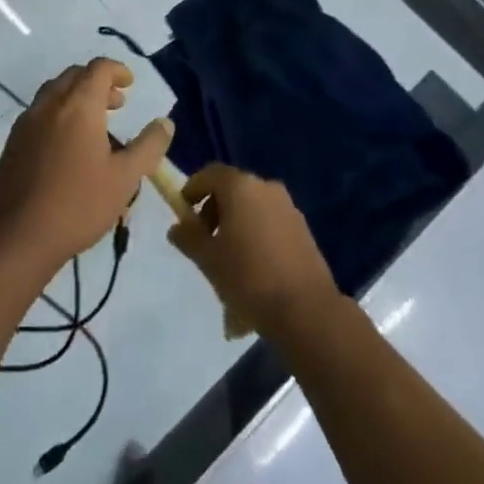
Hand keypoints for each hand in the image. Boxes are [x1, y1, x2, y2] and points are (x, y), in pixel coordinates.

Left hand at [0, 58, 173, 279]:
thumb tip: (165, 122)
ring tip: (94, 125)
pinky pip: (39, 112)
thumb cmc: (78, 203)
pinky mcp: (13, 142)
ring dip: (76, 97)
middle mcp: (50, 104)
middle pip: (74, 75)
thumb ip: (149, 146)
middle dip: (97, 82)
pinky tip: (67, 146)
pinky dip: (58, 113)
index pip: (98, 68)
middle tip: (117, 105)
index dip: (117, 70)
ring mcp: (26, 122)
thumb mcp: (125, 178)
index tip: (130, 85)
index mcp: (79, 105)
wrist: (18, 235)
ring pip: (54, 92)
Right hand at [166, 164, 339, 337]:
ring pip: (252, 209)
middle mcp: (266, 187)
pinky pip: (270, 224)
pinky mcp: (303, 229)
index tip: (183, 213)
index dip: (193, 189)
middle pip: (232, 190)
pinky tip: (253, 272)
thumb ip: (189, 237)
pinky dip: (256, 238)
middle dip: (214, 212)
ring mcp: (288, 207)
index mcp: (241, 187)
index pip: (210, 174)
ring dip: (235, 228)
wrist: (306, 310)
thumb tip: (177, 227)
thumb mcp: (208, 259)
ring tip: (228, 264)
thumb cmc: (248, 277)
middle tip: (204, 243)